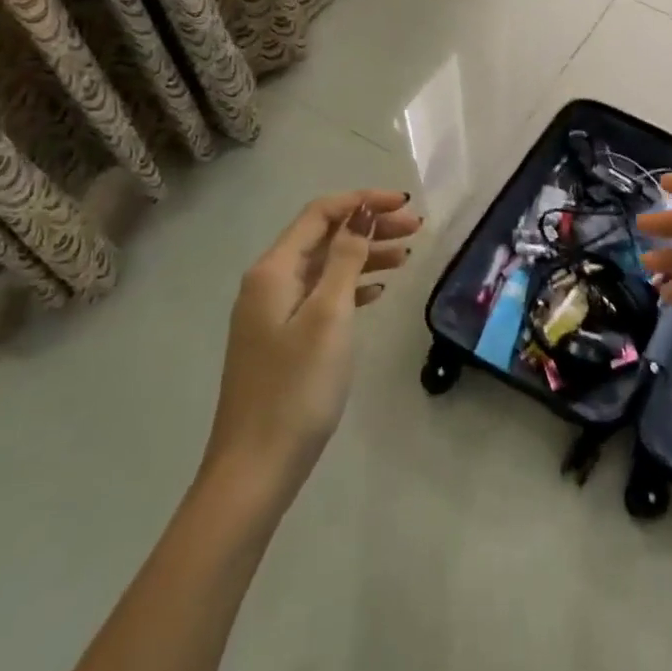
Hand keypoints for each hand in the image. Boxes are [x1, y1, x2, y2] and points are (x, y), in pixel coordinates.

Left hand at [201, 191, 420, 492]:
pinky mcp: (282, 339)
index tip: (406, 205)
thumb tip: (361, 213)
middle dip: (370, 226)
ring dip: (365, 255)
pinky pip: (322, 295)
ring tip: (407, 257)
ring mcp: (273, 313)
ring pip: (326, 266)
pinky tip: (379, 291)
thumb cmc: (296, 387)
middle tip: (416, 230)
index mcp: (273, 270)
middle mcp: (269, 283)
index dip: (363, 201)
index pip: (321, 214)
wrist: (255, 469)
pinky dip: (352, 286)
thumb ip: (346, 259)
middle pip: (325, 237)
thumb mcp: (329, 316)